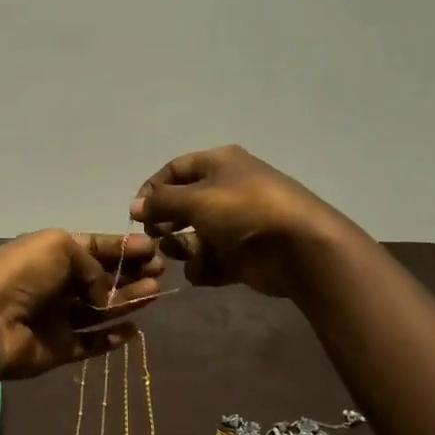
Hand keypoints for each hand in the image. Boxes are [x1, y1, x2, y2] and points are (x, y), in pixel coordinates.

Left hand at [0, 229, 165, 381]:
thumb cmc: (23, 274)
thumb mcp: (60, 248)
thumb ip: (93, 265)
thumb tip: (103, 291)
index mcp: (52, 253)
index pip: (94, 247)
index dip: (122, 247)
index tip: (152, 248)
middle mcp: (56, 283)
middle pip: (100, 278)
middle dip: (130, 273)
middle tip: (160, 271)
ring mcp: (57, 317)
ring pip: (99, 309)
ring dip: (126, 300)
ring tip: (154, 293)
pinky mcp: (59, 348)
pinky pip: (90, 342)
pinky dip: (111, 337)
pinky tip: (132, 329)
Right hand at [129, 145, 354, 297]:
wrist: (300, 247)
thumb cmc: (244, 210)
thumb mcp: (196, 199)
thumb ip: (161, 202)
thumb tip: (135, 206)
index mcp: (219, 163)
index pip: (175, 170)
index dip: (152, 189)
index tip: (137, 213)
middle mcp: (227, 189)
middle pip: (183, 205)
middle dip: (167, 222)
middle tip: (156, 237)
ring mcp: (236, 224)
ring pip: (195, 236)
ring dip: (183, 248)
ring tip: (183, 255)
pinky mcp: (242, 255)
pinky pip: (212, 260)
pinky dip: (205, 267)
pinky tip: (207, 270)